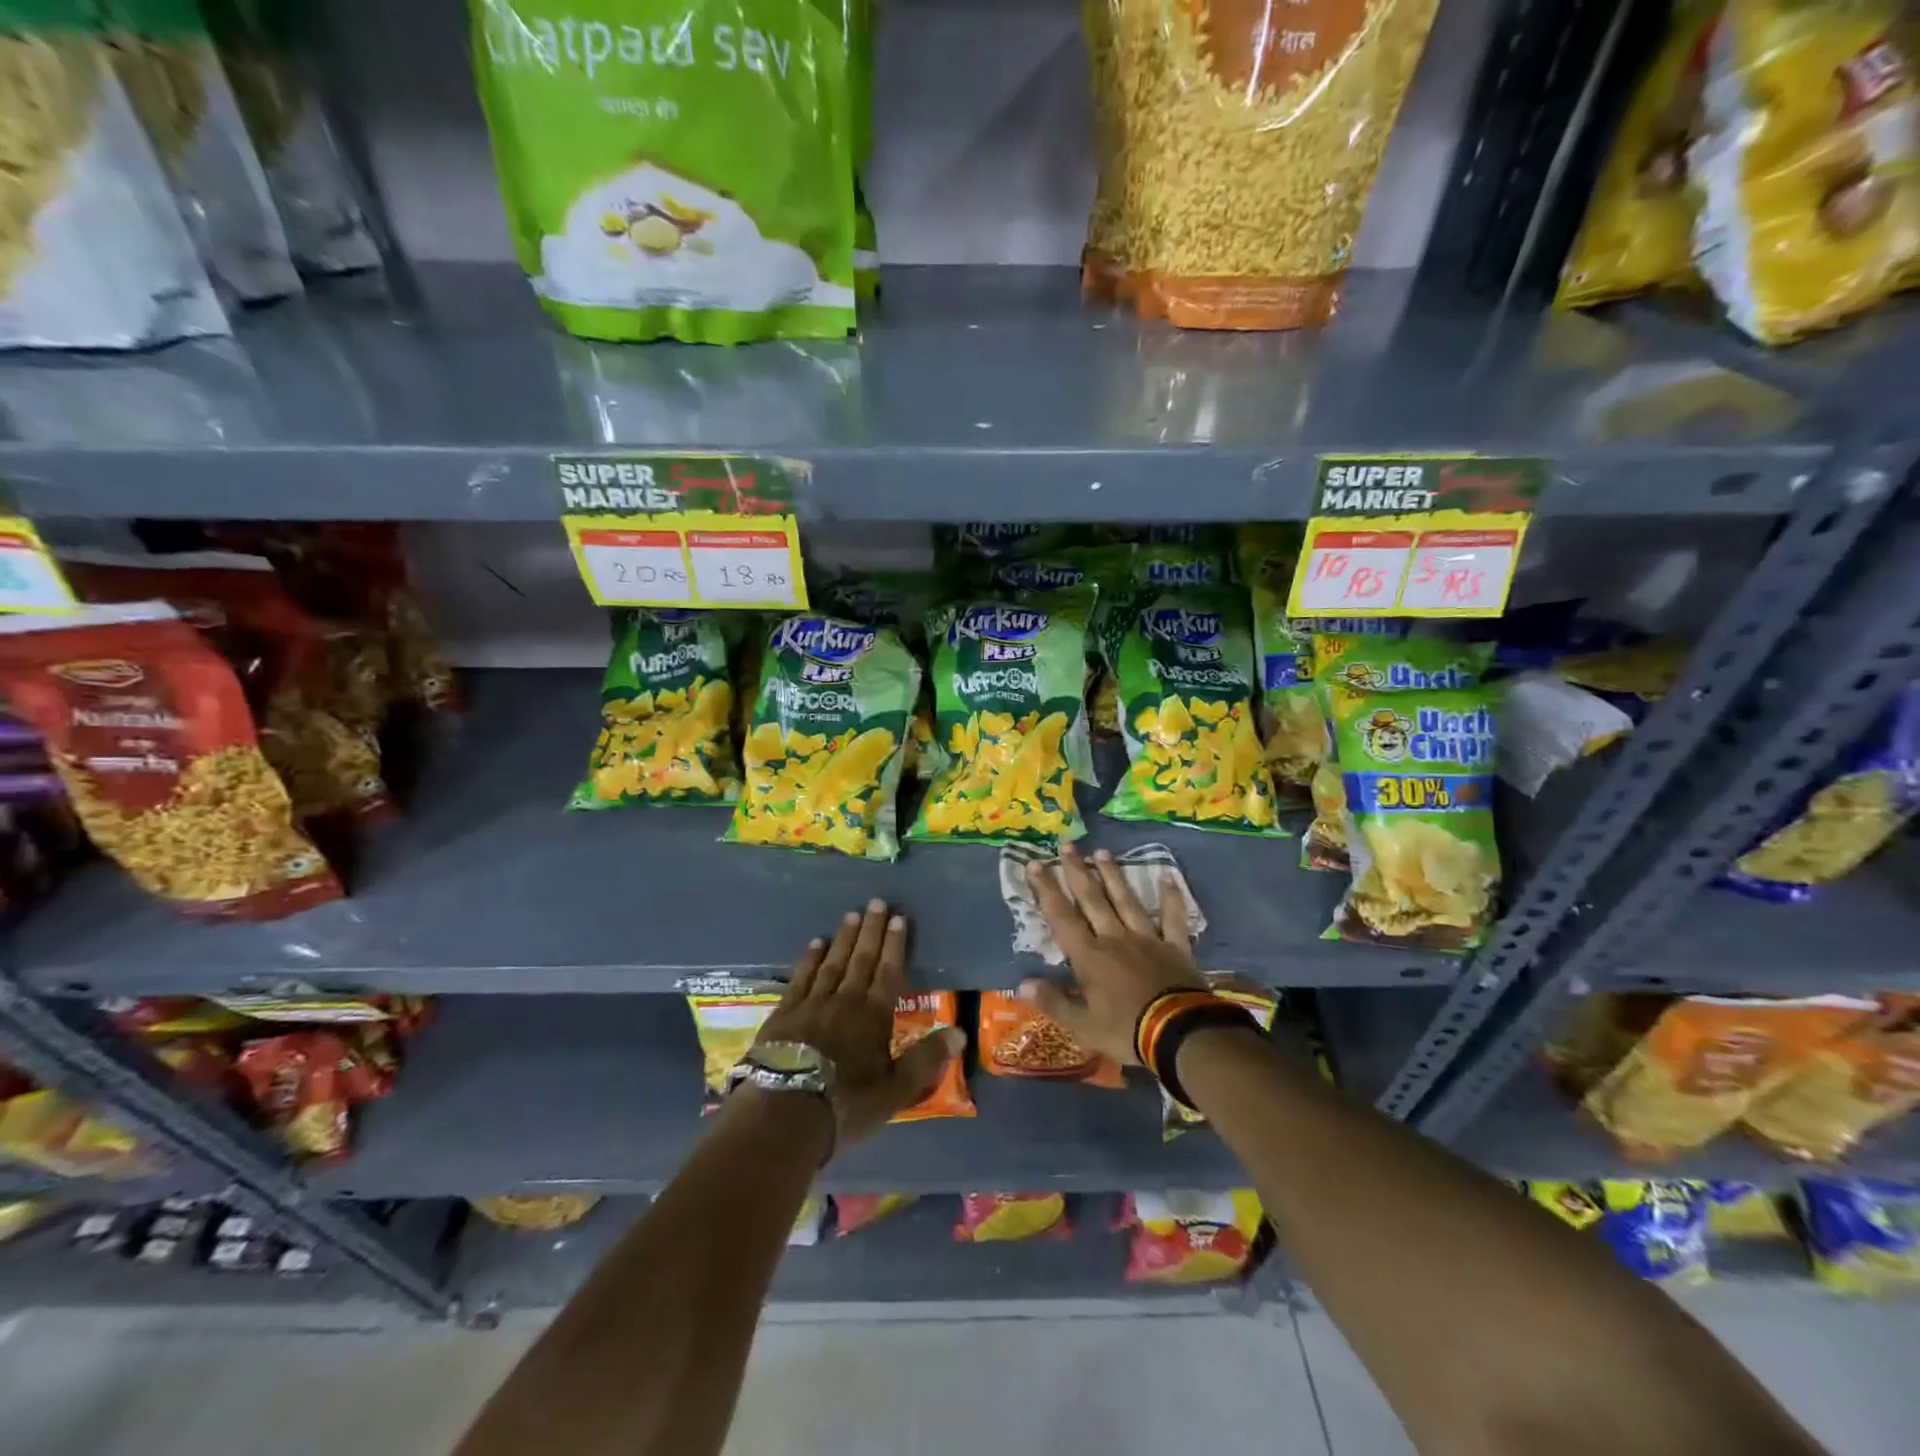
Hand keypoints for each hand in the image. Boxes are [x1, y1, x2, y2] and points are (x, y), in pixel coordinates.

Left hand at [753, 899, 962, 1146]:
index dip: (895, 944)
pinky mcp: (784, 1014)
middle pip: (861, 959)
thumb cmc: (845, 1106)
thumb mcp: (894, 1091)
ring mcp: (812, 1004)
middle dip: (871, 930)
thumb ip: (925, 1060)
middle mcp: (845, 1001)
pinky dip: (809, 959)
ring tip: (851, 915)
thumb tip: (959, 1033)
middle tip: (876, 902)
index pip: (889, 972)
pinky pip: (800, 978)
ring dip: (843, 938)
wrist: (784, 1113)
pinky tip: (814, 944)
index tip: (899, 918)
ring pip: (832, 963)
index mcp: (874, 1016)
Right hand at [1020, 843, 1204, 1065]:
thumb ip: (1054, 1002)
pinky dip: (1170, 899)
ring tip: (1102, 852)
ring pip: (1126, 901)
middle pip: (1092, 900)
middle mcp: (1115, 939)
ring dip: (1113, 876)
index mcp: (1089, 957)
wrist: (1181, 1034)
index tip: (1035, 864)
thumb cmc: (1127, 1031)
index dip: (1047, 890)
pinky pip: (1173, 918)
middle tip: (1067, 845)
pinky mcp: (1176, 947)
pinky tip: (1168, 878)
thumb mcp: (1083, 1026)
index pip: (1062, 917)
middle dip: (1077, 872)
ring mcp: (1147, 939)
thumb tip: (1022, 983)